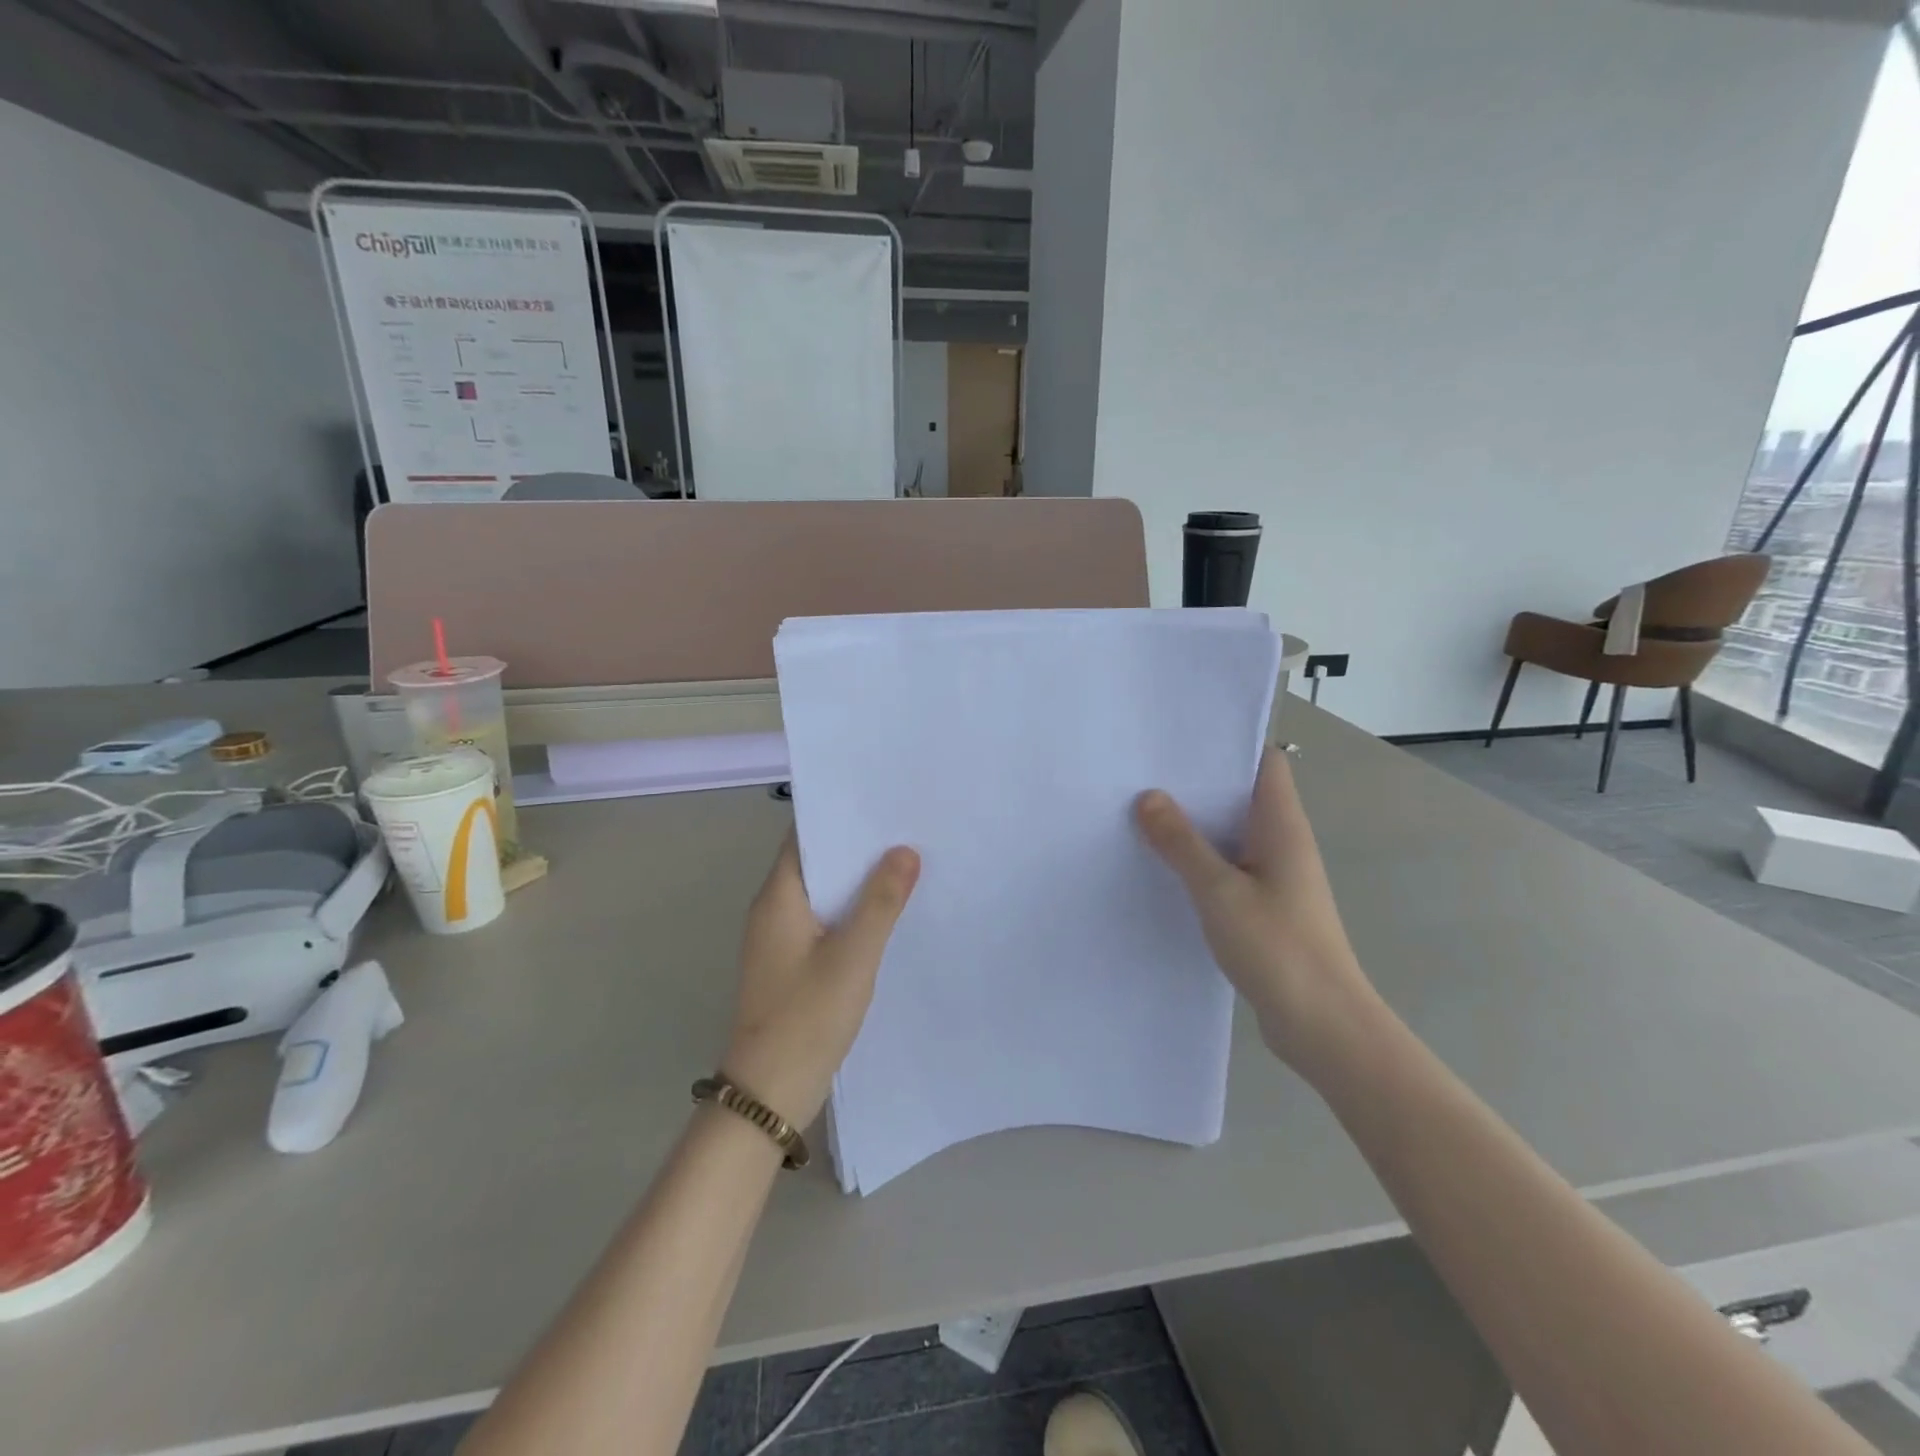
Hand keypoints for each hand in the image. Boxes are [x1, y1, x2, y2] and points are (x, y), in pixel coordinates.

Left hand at [720, 835, 920, 1128]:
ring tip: (906, 862)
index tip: (881, 801)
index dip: (840, 816)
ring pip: (823, 894)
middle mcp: (773, 910)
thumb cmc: (808, 1017)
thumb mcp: (853, 956)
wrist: (769, 1094)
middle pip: (816, 862)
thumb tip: (904, 851)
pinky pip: (824, 921)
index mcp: (778, 898)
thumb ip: (880, 902)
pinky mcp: (791, 964)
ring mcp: (780, 939)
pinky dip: (852, 911)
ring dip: (857, 881)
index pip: (805, 836)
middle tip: (906, 828)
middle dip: (857, 847)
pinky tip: (886, 913)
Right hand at [1135, 748, 1377, 1072]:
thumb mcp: (1219, 890)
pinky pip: (1228, 867)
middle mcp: (1282, 843)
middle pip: (1241, 795)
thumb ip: (1181, 843)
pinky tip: (1162, 867)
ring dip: (1194, 825)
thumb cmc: (1277, 947)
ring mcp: (1275, 876)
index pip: (1265, 762)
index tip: (1179, 739)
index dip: (1229, 745)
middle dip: (1197, 784)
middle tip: (1143, 772)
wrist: (1323, 1024)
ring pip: (1231, 834)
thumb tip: (1148, 797)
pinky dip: (1199, 861)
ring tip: (1141, 812)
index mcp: (1281, 826)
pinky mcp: (1265, 907)